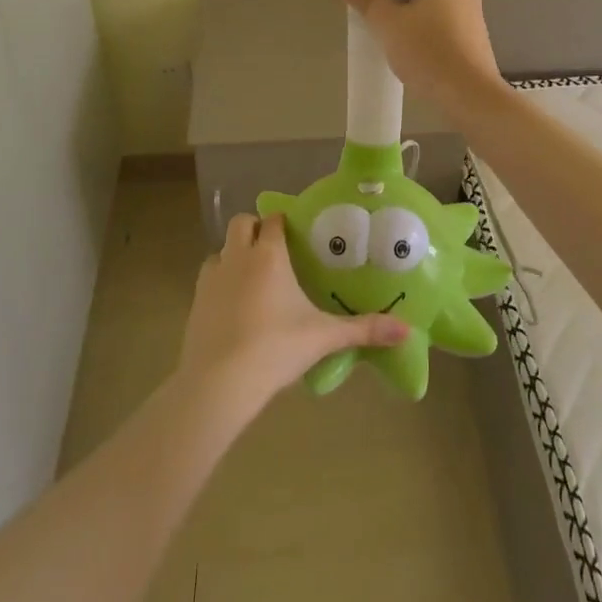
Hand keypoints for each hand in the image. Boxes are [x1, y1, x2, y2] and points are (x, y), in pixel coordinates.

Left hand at [178, 212, 406, 411]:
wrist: (219, 382)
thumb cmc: (275, 348)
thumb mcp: (324, 338)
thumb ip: (364, 330)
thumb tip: (406, 330)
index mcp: (269, 255)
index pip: (273, 220)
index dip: (283, 222)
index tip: (296, 232)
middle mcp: (238, 256)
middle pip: (242, 224)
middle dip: (255, 229)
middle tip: (274, 251)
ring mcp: (212, 277)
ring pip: (221, 250)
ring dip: (235, 254)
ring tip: (253, 278)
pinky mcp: (195, 301)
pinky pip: (208, 277)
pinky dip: (220, 281)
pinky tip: (234, 306)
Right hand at [333, 0, 508, 114]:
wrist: (470, 95)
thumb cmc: (427, 51)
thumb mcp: (387, 23)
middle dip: (398, 0)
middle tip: (377, 21)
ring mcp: (474, 14)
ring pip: (433, 8)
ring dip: (413, 21)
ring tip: (394, 44)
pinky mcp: (478, 39)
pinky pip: (445, 29)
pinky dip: (429, 38)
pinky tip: (417, 59)